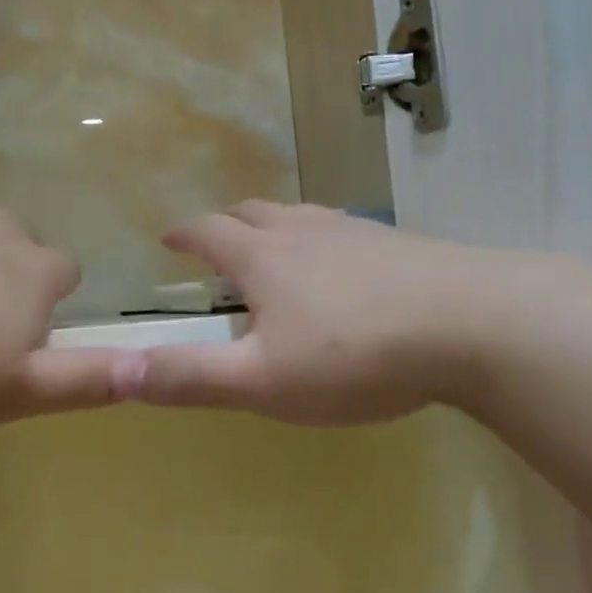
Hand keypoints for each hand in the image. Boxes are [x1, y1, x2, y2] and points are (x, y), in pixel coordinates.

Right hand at [124, 201, 591, 424]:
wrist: (471, 322)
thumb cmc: (355, 355)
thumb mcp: (264, 381)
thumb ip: (191, 377)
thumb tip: (120, 370)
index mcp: (263, 256)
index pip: (208, 231)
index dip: (184, 233)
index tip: (169, 238)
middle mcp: (303, 230)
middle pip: (253, 212)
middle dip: (227, 225)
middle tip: (219, 246)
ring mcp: (353, 230)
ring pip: (299, 216)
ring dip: (275, 228)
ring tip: (274, 253)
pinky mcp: (395, 242)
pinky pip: (341, 229)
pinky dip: (320, 240)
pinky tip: (342, 268)